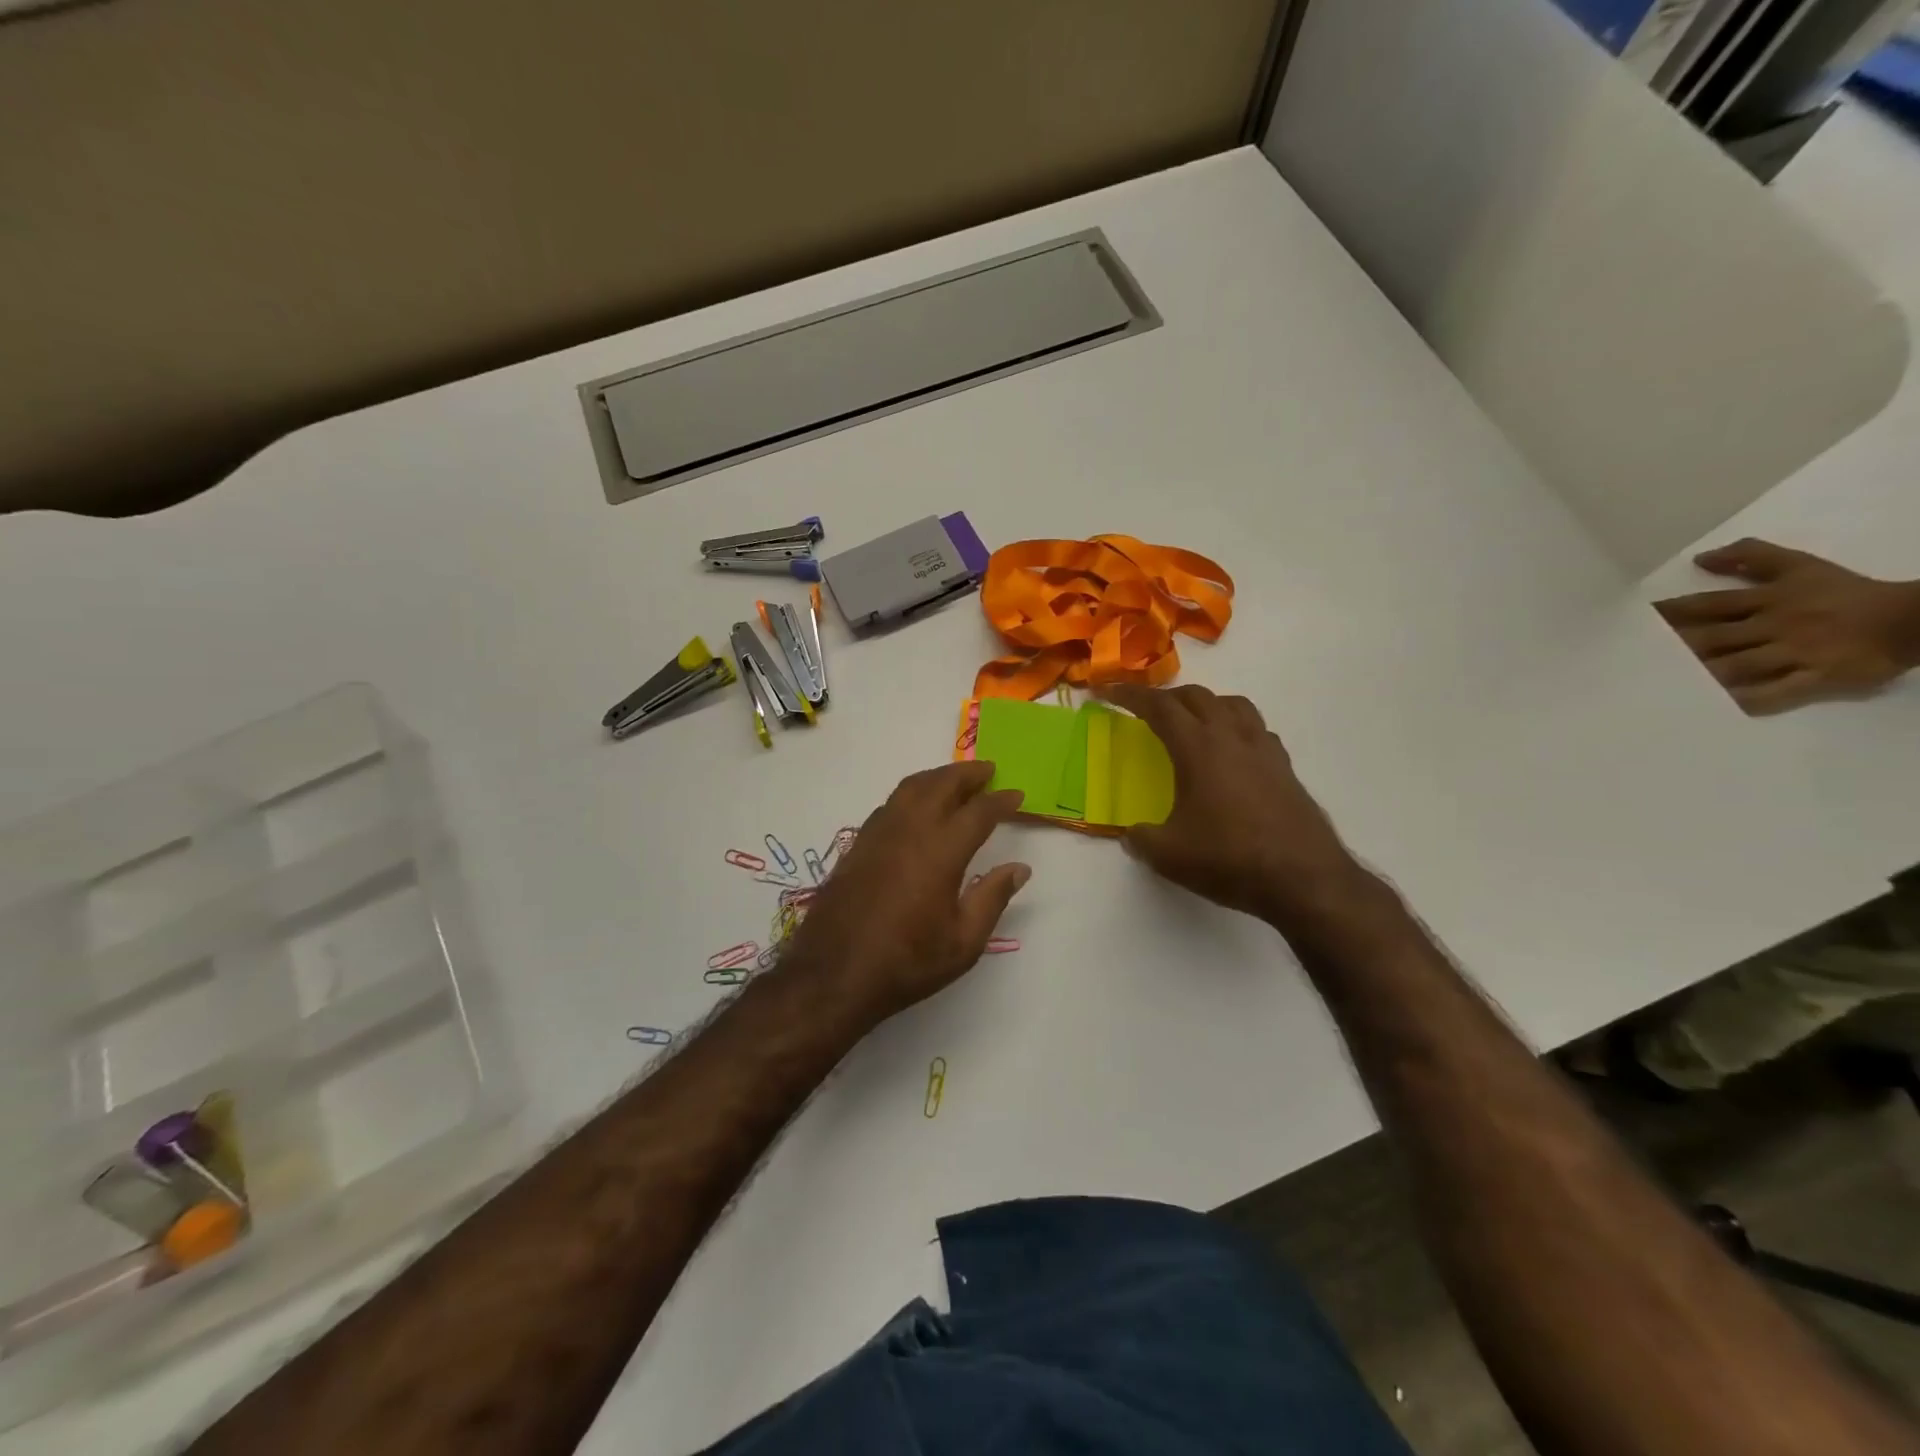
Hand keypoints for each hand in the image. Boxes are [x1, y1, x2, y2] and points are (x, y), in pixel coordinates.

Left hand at [781, 761, 1029, 1030]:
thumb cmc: (906, 963)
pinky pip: (889, 804)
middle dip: (967, 773)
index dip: (1000, 800)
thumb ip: (992, 898)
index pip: (978, 812)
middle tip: (988, 770)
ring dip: (937, 777)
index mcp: (941, 852)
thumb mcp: (963, 943)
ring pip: (910, 788)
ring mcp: (878, 834)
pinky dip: (911, 794)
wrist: (833, 975)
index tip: (1016, 795)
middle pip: (941, 784)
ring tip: (955, 780)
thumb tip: (1019, 869)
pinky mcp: (857, 845)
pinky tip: (917, 808)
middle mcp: (909, 831)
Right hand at [1098, 684, 1364, 929]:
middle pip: (1196, 697)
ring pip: (1232, 705)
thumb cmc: (1230, 859)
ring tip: (1190, 722)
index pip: (1159, 707)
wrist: (1304, 879)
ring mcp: (1264, 750)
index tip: (1106, 691)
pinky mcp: (1285, 768)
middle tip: (1144, 711)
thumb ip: (1141, 839)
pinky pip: (1256, 729)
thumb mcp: (1169, 855)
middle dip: (1165, 697)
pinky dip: (1235, 727)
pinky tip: (1231, 752)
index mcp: (1198, 747)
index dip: (1130, 695)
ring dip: (1205, 705)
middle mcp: (1232, 737)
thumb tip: (1131, 835)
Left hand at [1656, 539, 1919, 713]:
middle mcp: (1775, 625)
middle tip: (1630, 660)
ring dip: (1698, 674)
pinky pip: (1778, 692)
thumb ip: (1752, 558)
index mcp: (1769, 600)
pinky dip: (1747, 699)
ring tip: (1658, 684)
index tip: (1629, 626)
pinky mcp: (1820, 677)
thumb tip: (1700, 558)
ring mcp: (1797, 652)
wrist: (1916, 618)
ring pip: (1736, 665)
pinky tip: (1715, 707)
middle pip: (1712, 638)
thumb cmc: (1846, 594)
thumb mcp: (1800, 567)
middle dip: (1672, 649)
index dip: (1667, 615)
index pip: (1706, 606)